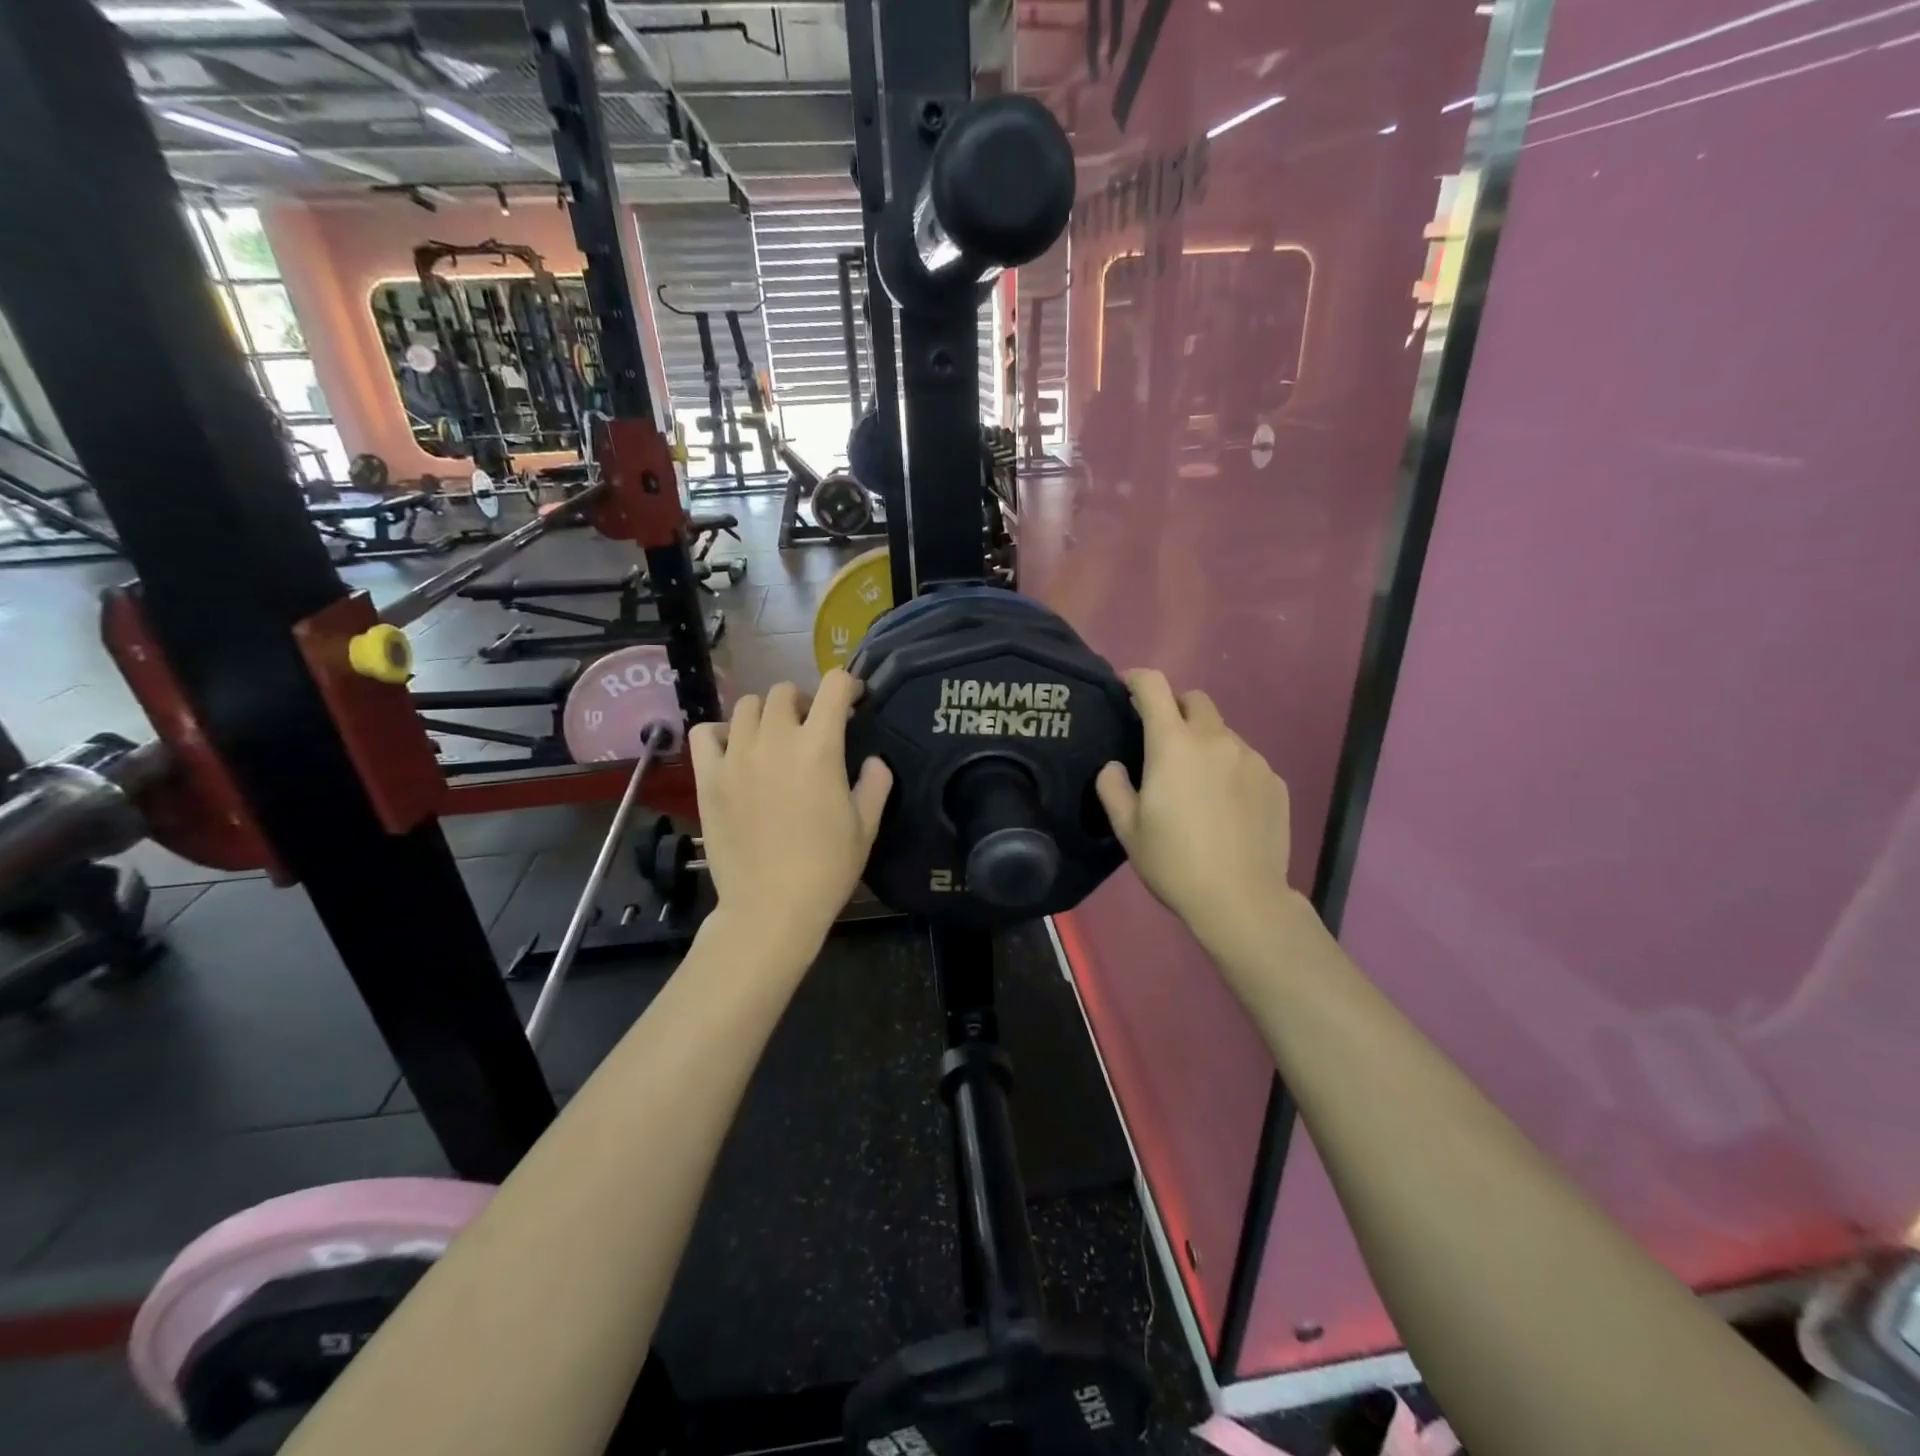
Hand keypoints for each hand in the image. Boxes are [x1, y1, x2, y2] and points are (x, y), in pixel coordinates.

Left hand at [689, 669, 892, 951]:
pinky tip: (734, 750)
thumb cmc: (826, 868)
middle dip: (804, 701)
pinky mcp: (708, 777)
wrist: (770, 907)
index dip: (848, 686)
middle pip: (784, 691)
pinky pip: (706, 733)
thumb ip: (875, 784)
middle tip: (811, 727)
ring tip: (773, 738)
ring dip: (765, 714)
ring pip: (746, 706)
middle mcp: (775, 740)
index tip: (854, 701)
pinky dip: (721, 732)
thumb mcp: (866, 827)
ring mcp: (736, 756)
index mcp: (819, 747)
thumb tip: (873, 761)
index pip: (834, 686)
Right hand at [1095, 670, 1297, 961]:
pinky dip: (1230, 768)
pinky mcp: (1275, 780)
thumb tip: (1115, 767)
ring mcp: (1251, 758)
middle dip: (1175, 709)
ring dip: (1204, 743)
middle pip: (1195, 700)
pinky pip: (1245, 760)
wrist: (1241, 899)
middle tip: (1162, 742)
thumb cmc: (1175, 862)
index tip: (1127, 687)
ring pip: (1222, 732)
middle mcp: (1215, 739)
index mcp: (1174, 745)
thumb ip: (1114, 788)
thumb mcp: (1128, 829)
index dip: (1137, 678)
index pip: (1154, 687)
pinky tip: (1226, 805)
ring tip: (1197, 784)